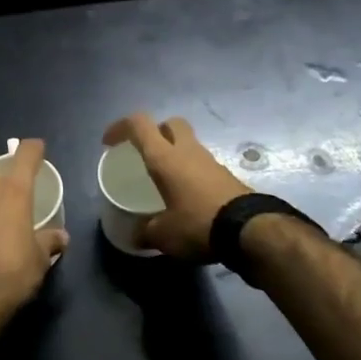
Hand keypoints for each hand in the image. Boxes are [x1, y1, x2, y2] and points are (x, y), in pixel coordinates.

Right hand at [101, 113, 252, 259]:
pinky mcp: (226, 175)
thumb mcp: (164, 235)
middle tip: (145, 153)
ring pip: (188, 143)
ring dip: (175, 153)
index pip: (139, 124)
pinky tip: (187, 196)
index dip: (120, 127)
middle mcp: (187, 151)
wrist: (250, 230)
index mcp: (164, 157)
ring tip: (165, 179)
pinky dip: (191, 172)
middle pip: (169, 124)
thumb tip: (135, 235)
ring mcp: (210, 161)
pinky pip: (202, 164)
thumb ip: (146, 231)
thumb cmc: (198, 224)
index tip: (110, 143)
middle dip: (155, 132)